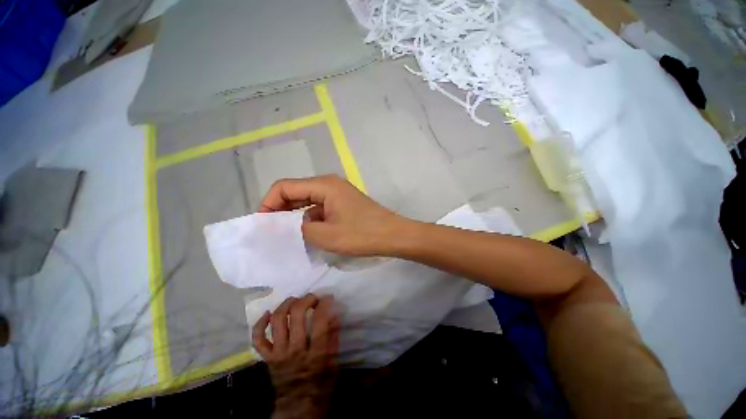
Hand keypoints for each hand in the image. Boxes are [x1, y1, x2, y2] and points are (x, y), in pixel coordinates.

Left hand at [253, 294, 338, 418]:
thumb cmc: (321, 382)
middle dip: (306, 300)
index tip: (328, 297)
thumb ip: (334, 336)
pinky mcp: (267, 357)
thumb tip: (333, 313)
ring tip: (295, 300)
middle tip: (313, 298)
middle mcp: (295, 350)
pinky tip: (269, 313)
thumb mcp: (334, 360)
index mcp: (315, 353)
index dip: (324, 304)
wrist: (299, 406)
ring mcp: (278, 353)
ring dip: (286, 305)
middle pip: (296, 316)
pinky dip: (260, 324)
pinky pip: (258, 339)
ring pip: (277, 321)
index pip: (319, 321)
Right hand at [259, 175, 408, 255]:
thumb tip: (283, 226)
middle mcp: (329, 184)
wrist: (393, 235)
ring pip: (307, 201)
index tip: (262, 225)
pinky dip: (309, 218)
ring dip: (294, 215)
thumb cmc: (361, 234)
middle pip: (295, 192)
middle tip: (270, 231)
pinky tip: (306, 233)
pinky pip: (319, 208)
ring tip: (285, 235)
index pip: (284, 187)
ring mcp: (337, 194)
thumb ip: (298, 229)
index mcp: (323, 185)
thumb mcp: (325, 235)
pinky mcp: (343, 204)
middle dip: (279, 210)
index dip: (268, 203)